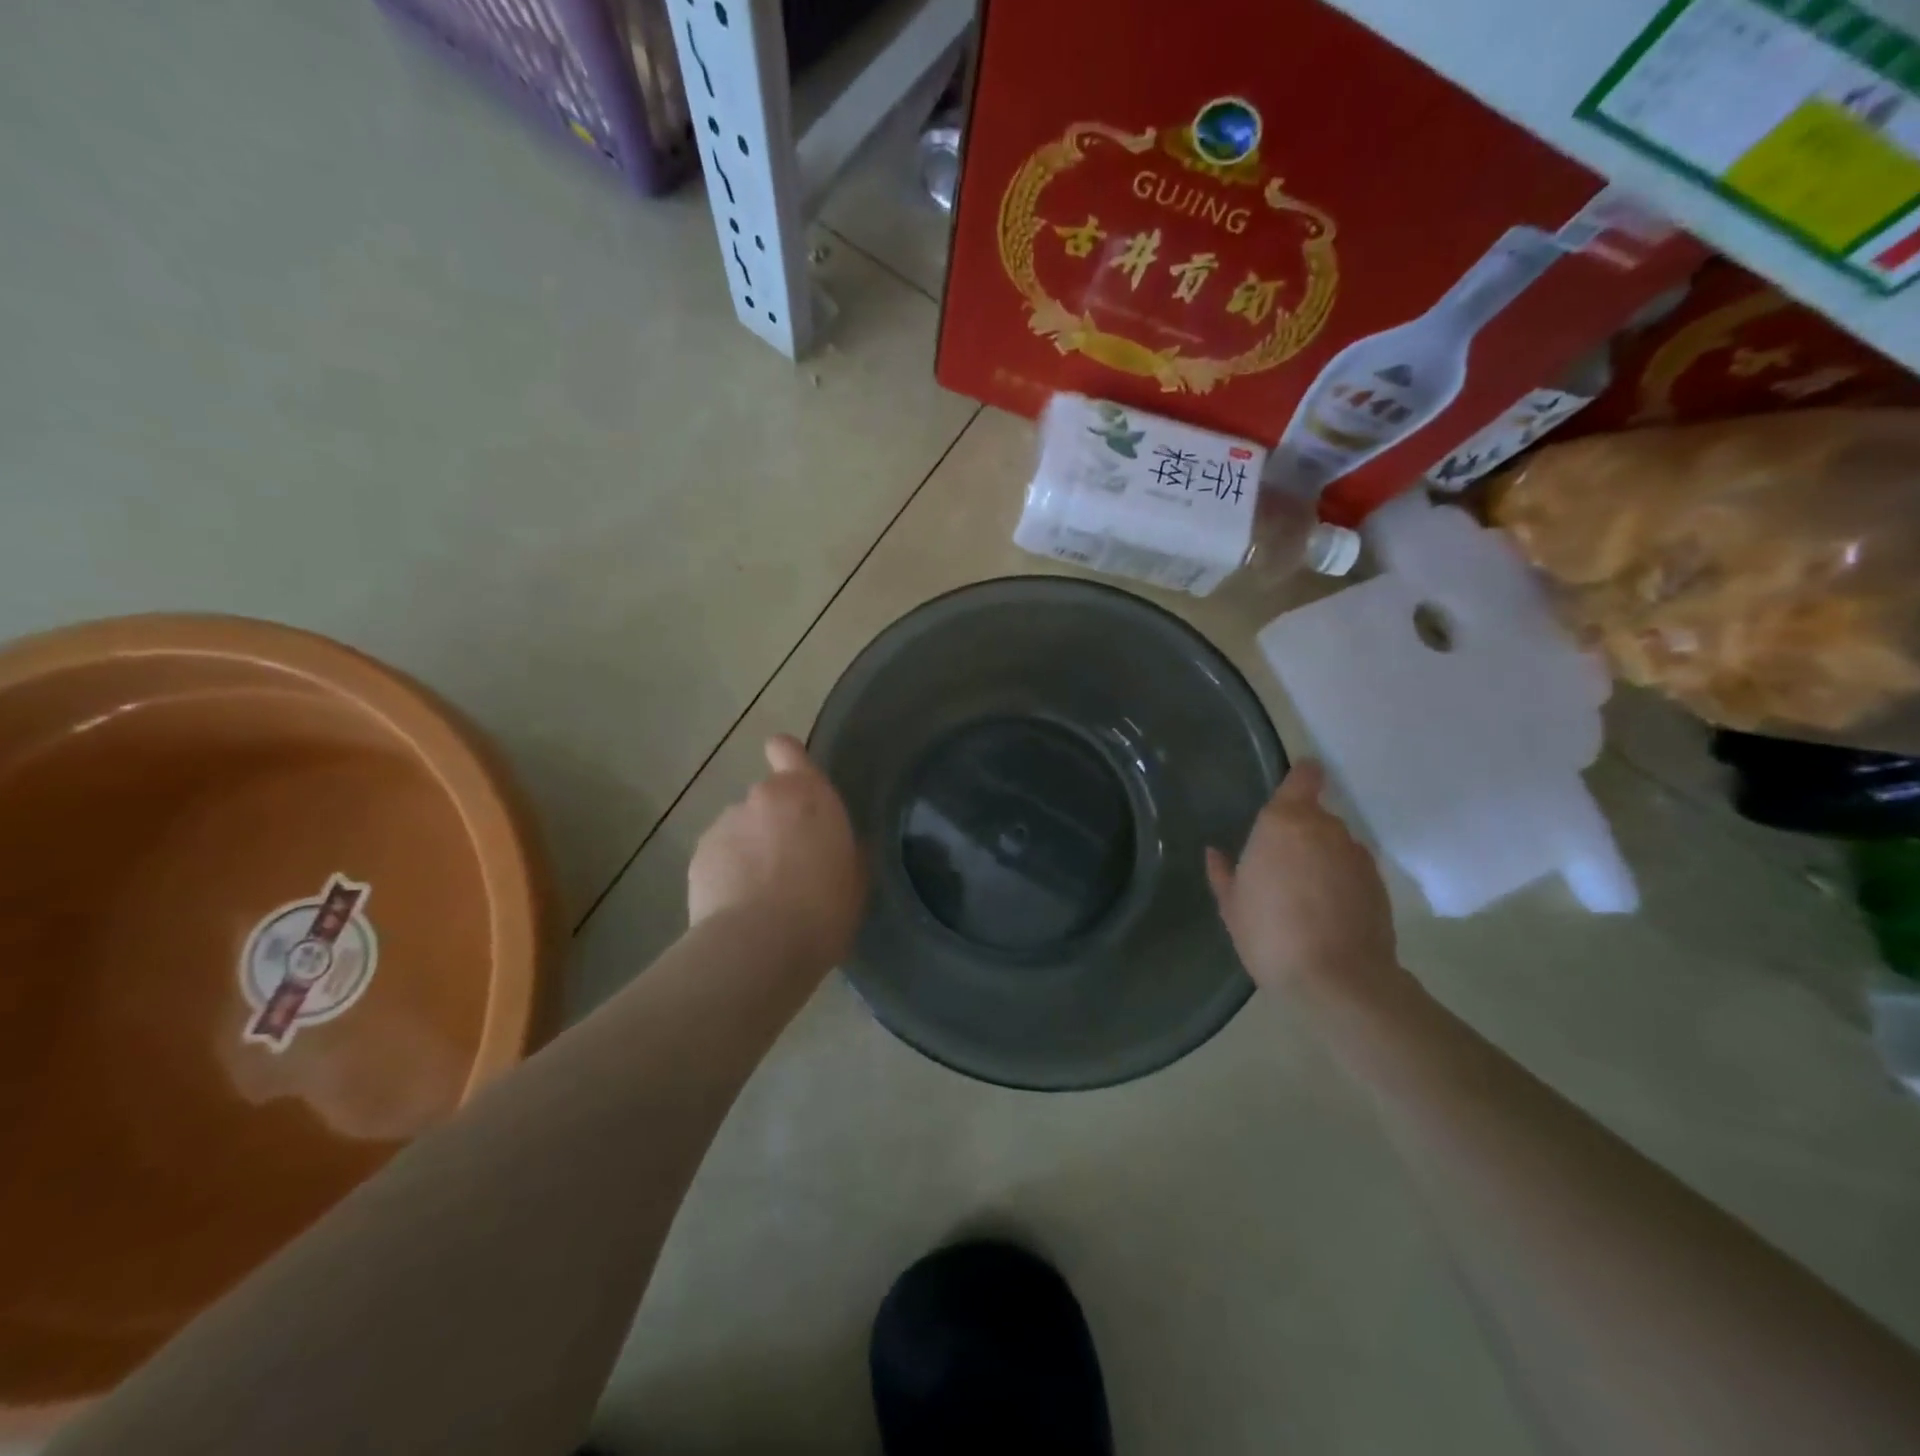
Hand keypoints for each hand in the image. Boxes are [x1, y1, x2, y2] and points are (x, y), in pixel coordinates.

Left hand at [689, 735, 866, 971]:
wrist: (760, 946)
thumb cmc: (824, 907)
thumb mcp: (855, 877)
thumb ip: (843, 848)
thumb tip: (831, 845)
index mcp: (807, 794)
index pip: (787, 749)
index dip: (787, 758)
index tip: (793, 779)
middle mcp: (762, 797)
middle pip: (767, 799)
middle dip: (774, 823)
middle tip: (789, 865)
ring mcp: (725, 824)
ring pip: (741, 830)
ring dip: (750, 850)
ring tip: (761, 895)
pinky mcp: (698, 856)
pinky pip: (719, 858)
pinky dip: (727, 874)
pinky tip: (738, 908)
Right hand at [1206, 762, 1406, 1009]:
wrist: (1337, 979)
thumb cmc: (1270, 933)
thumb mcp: (1232, 905)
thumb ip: (1223, 873)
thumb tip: (1215, 853)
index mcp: (1284, 822)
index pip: (1304, 777)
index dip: (1301, 776)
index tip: (1293, 785)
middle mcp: (1325, 829)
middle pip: (1315, 815)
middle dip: (1300, 832)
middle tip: (1280, 864)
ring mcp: (1356, 855)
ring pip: (1334, 844)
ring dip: (1321, 858)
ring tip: (1304, 893)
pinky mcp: (1379, 883)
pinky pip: (1351, 870)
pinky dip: (1340, 881)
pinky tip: (1326, 911)